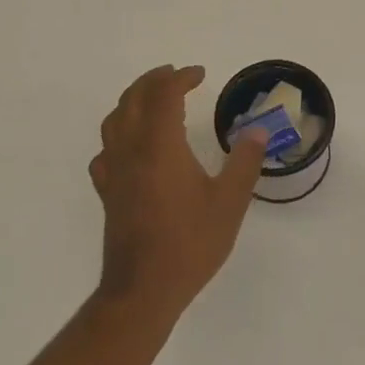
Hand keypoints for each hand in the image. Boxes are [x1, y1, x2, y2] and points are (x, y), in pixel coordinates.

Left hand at [90, 65, 268, 321]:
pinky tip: (130, 147)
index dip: (180, 78)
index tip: (199, 74)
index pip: (163, 95)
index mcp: (160, 145)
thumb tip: (257, 131)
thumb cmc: (190, 243)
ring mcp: (114, 171)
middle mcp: (131, 150)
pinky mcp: (107, 192)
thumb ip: (244, 162)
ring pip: (114, 121)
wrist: (143, 290)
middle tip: (175, 76)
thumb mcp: (229, 202)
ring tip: (152, 100)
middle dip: (153, 81)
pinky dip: (118, 135)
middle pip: (132, 99)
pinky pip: (106, 151)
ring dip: (132, 101)